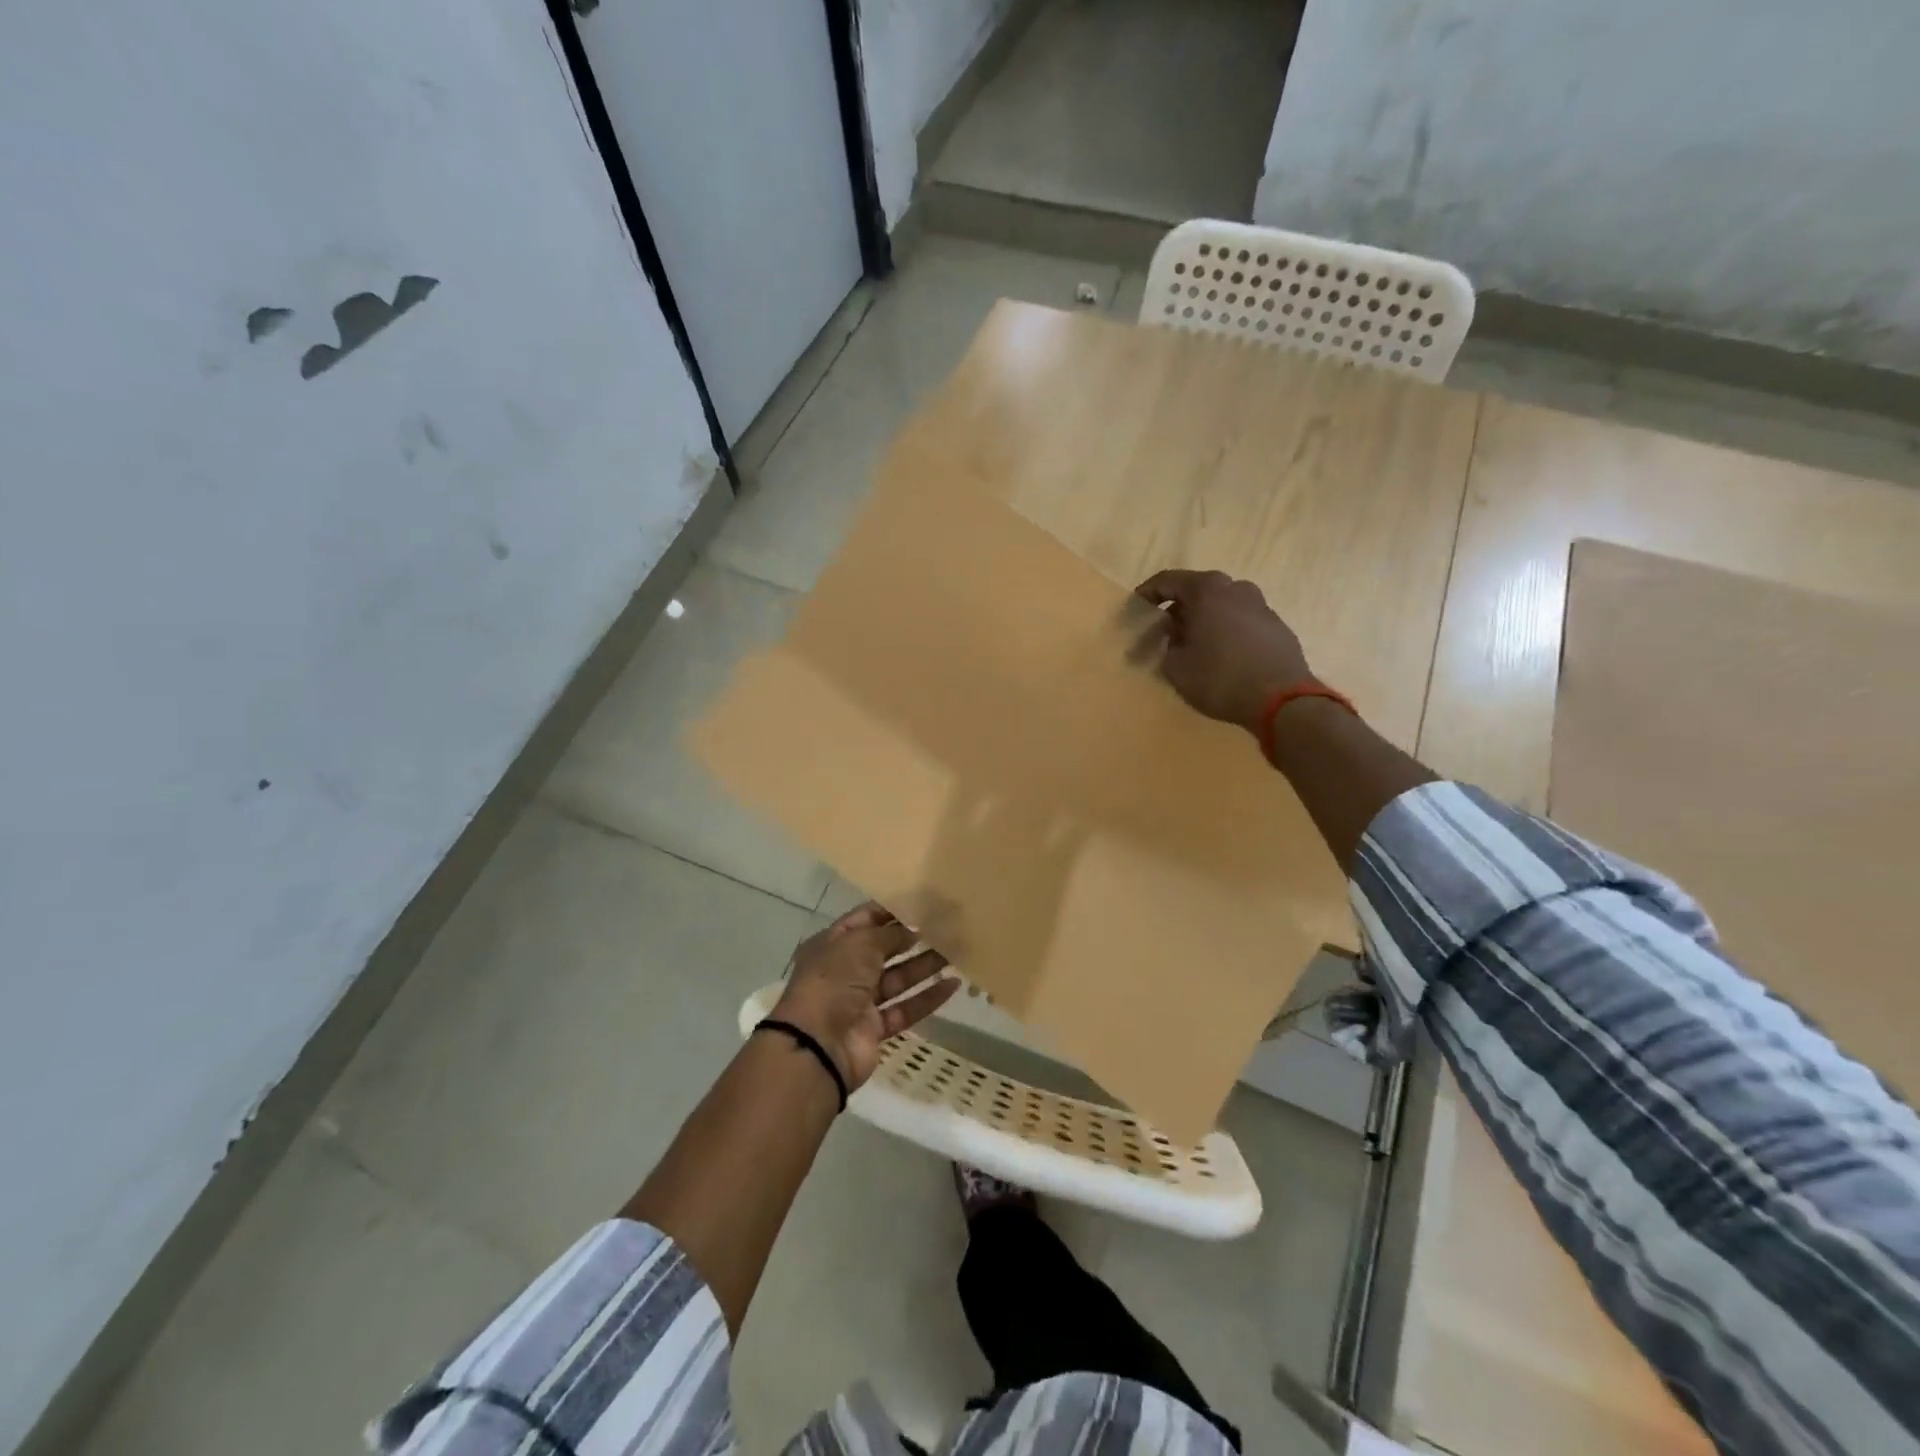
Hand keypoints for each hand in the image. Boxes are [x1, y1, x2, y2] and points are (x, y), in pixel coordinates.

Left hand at [769, 903, 955, 1090]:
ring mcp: (860, 1002)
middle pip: (883, 950)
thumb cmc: (834, 981)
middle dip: (911, 939)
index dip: (890, 911)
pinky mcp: (876, 1028)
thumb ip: (889, 934)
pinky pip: (906, 1008)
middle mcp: (845, 971)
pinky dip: (928, 998)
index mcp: (831, 945)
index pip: (864, 921)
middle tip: (943, 927)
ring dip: (924, 966)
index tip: (920, 903)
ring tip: (955, 952)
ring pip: (898, 979)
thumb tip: (912, 930)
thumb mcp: (860, 944)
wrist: (819, 1046)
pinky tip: (953, 984)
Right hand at [1132, 569, 1312, 733]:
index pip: (1168, 580)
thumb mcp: (1176, 667)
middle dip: (1178, 609)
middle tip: (1164, 632)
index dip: (1147, 593)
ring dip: (1204, 620)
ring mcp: (1261, 606)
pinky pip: (1241, 622)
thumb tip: (1176, 641)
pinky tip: (1221, 657)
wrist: (1282, 700)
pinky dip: (1226, 632)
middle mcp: (1236, 589)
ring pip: (1222, 606)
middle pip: (1198, 591)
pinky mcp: (1277, 627)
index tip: (1136, 609)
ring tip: (1193, 646)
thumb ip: (1168, 647)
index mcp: (1208, 590)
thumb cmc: (1220, 678)